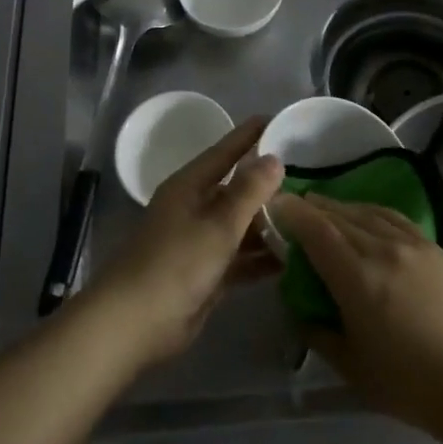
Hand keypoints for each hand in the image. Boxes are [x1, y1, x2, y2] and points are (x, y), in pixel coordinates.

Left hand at [86, 117, 283, 368]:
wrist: (133, 324)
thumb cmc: (175, 264)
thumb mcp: (218, 224)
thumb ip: (249, 191)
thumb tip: (274, 158)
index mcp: (190, 186)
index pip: (225, 151)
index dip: (250, 135)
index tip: (278, 119)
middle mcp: (194, 208)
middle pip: (236, 189)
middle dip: (268, 185)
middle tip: (308, 175)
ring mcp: (198, 242)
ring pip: (240, 226)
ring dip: (268, 225)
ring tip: (308, 217)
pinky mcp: (205, 275)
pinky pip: (239, 258)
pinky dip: (260, 258)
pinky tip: (291, 259)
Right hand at [268, 193, 442, 433]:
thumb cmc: (410, 384)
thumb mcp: (351, 366)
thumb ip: (318, 331)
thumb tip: (300, 306)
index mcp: (358, 277)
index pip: (316, 230)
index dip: (292, 214)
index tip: (274, 206)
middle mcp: (382, 248)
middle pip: (338, 215)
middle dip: (311, 208)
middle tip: (293, 208)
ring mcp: (412, 243)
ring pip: (366, 212)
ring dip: (339, 207)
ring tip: (323, 208)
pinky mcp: (434, 246)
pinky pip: (392, 217)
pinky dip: (369, 211)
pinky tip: (364, 217)